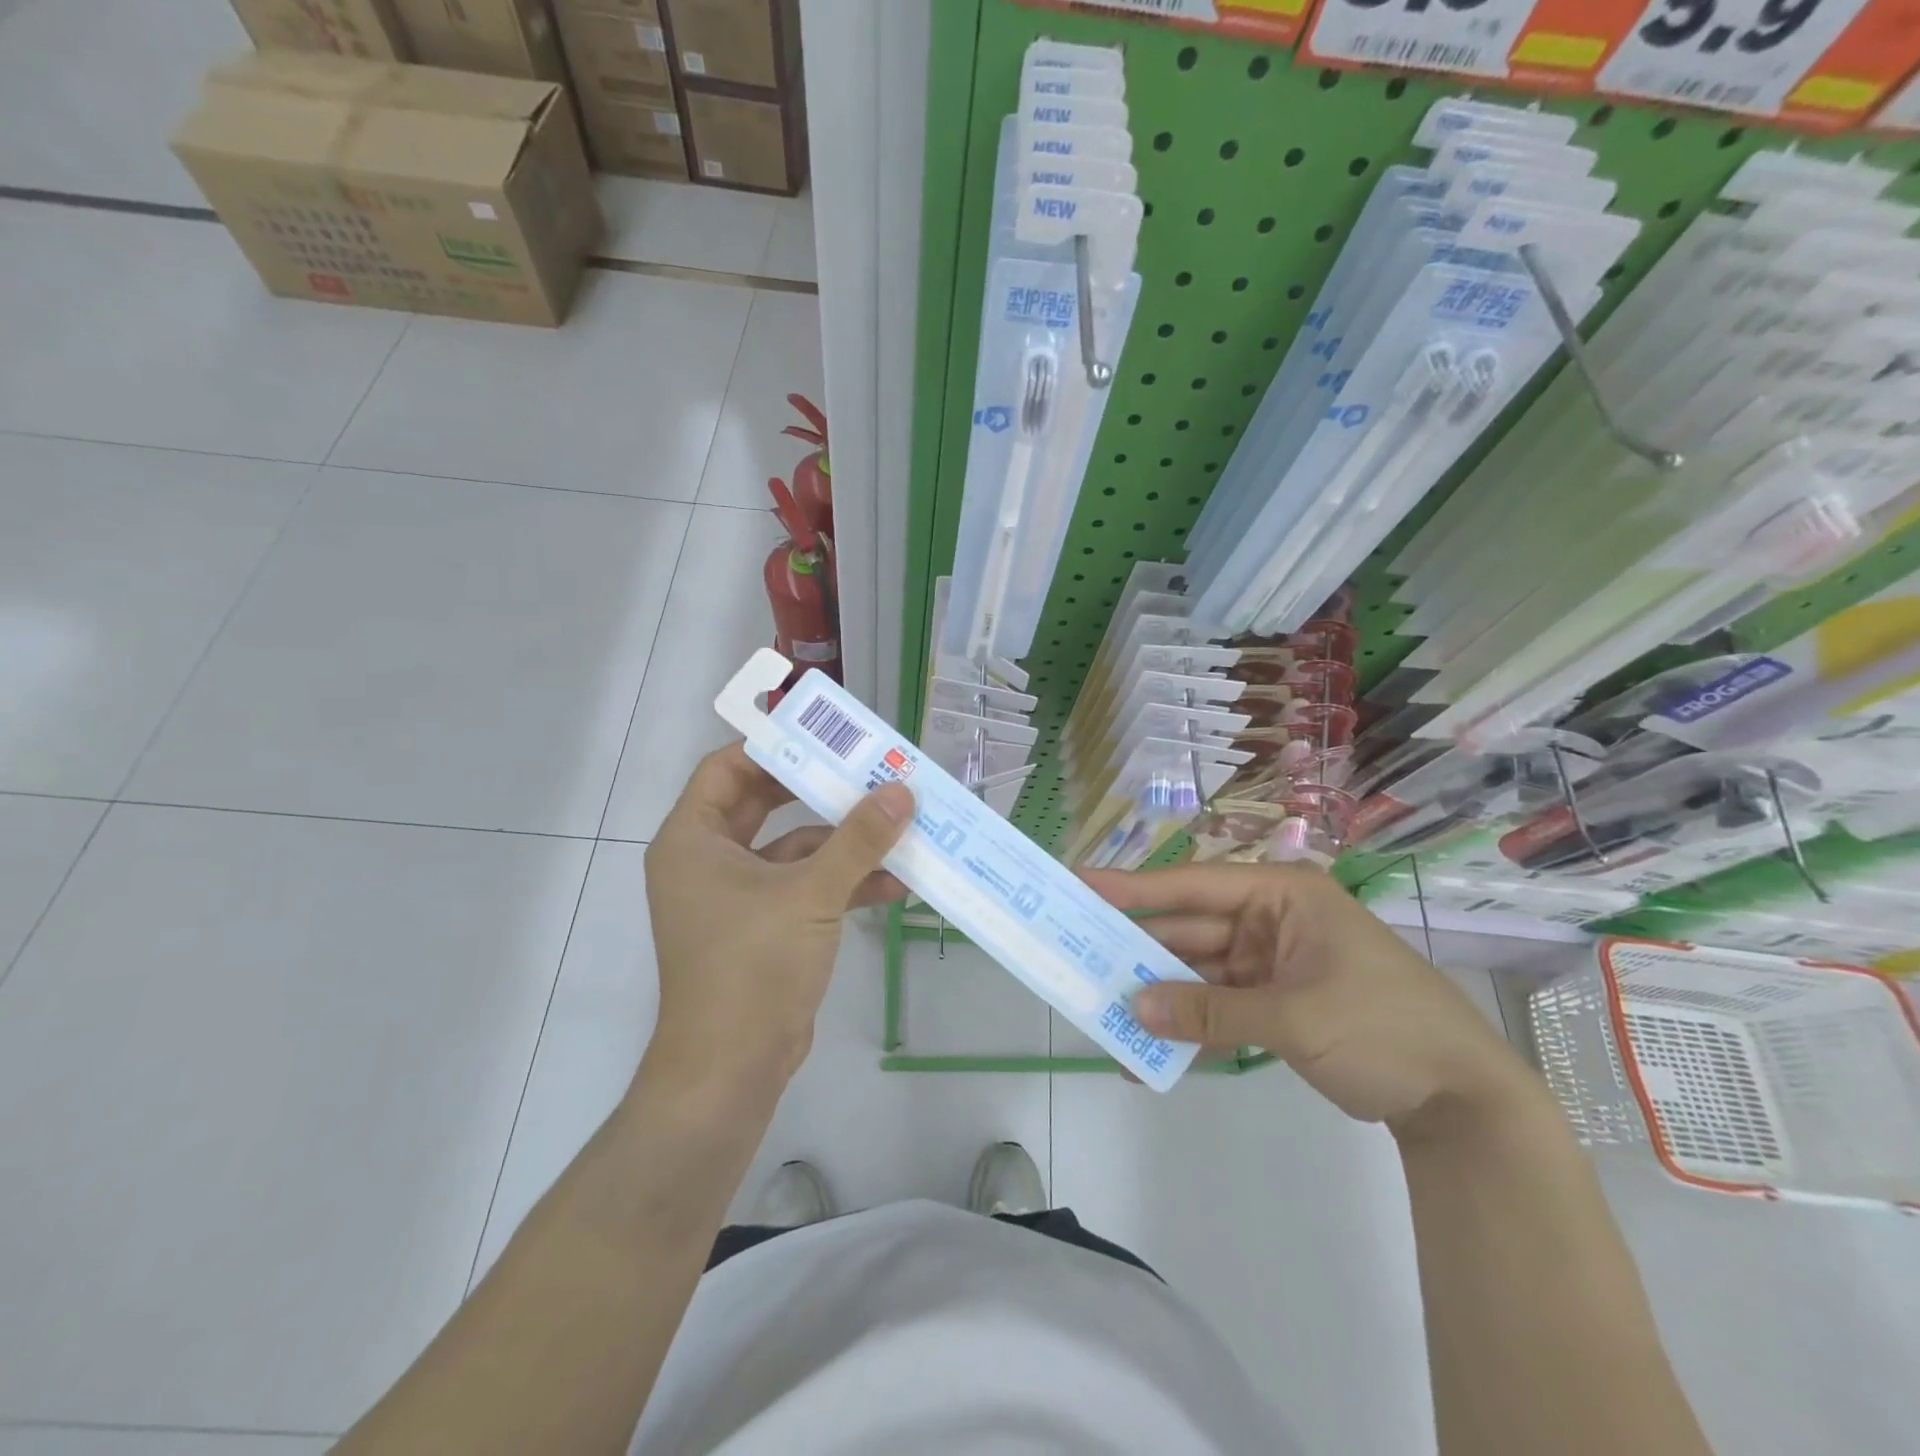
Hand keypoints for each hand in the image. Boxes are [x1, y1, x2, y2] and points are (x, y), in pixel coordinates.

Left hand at [643, 744, 912, 1096]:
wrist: (732, 1070)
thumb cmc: (752, 965)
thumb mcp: (810, 893)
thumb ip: (858, 839)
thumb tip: (902, 791)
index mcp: (693, 840)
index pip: (726, 769)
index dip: (773, 748)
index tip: (825, 738)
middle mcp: (709, 861)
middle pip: (764, 805)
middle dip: (820, 791)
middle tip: (868, 770)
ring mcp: (737, 897)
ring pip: (793, 850)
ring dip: (843, 843)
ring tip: (898, 827)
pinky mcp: (764, 928)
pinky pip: (805, 888)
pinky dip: (843, 883)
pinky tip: (894, 882)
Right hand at [1082, 862, 1537, 1136]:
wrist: (1461, 1100)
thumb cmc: (1384, 1027)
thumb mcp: (1294, 1017)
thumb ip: (1210, 1011)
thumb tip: (1134, 1009)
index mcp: (1281, 895)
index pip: (1193, 883)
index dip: (1134, 886)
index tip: (1082, 885)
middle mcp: (1269, 919)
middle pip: (1189, 928)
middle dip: (1139, 948)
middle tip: (1081, 955)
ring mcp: (1270, 962)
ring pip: (1197, 970)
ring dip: (1158, 993)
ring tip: (1104, 1008)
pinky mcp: (1273, 1002)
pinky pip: (1217, 1006)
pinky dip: (1188, 1027)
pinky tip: (1150, 1052)